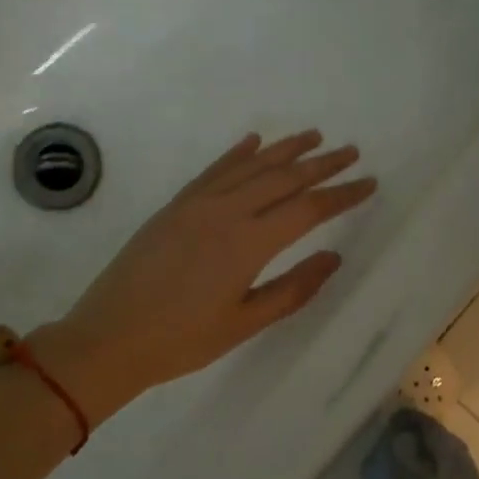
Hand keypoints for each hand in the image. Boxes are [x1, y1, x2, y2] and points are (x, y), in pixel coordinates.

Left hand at [30, 131, 376, 422]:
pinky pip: (213, 170)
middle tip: (351, 151)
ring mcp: (196, 204)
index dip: (342, 194)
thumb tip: (333, 257)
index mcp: (248, 244)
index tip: (369, 182)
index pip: (307, 209)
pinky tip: (254, 142)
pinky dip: (237, 154)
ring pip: (249, 166)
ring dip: (285, 149)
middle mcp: (225, 212)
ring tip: (314, 137)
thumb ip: (293, 289)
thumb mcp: (245, 323)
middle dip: (321, 164)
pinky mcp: (174, 206)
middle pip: (283, 178)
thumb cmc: (182, 341)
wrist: (109, 338)